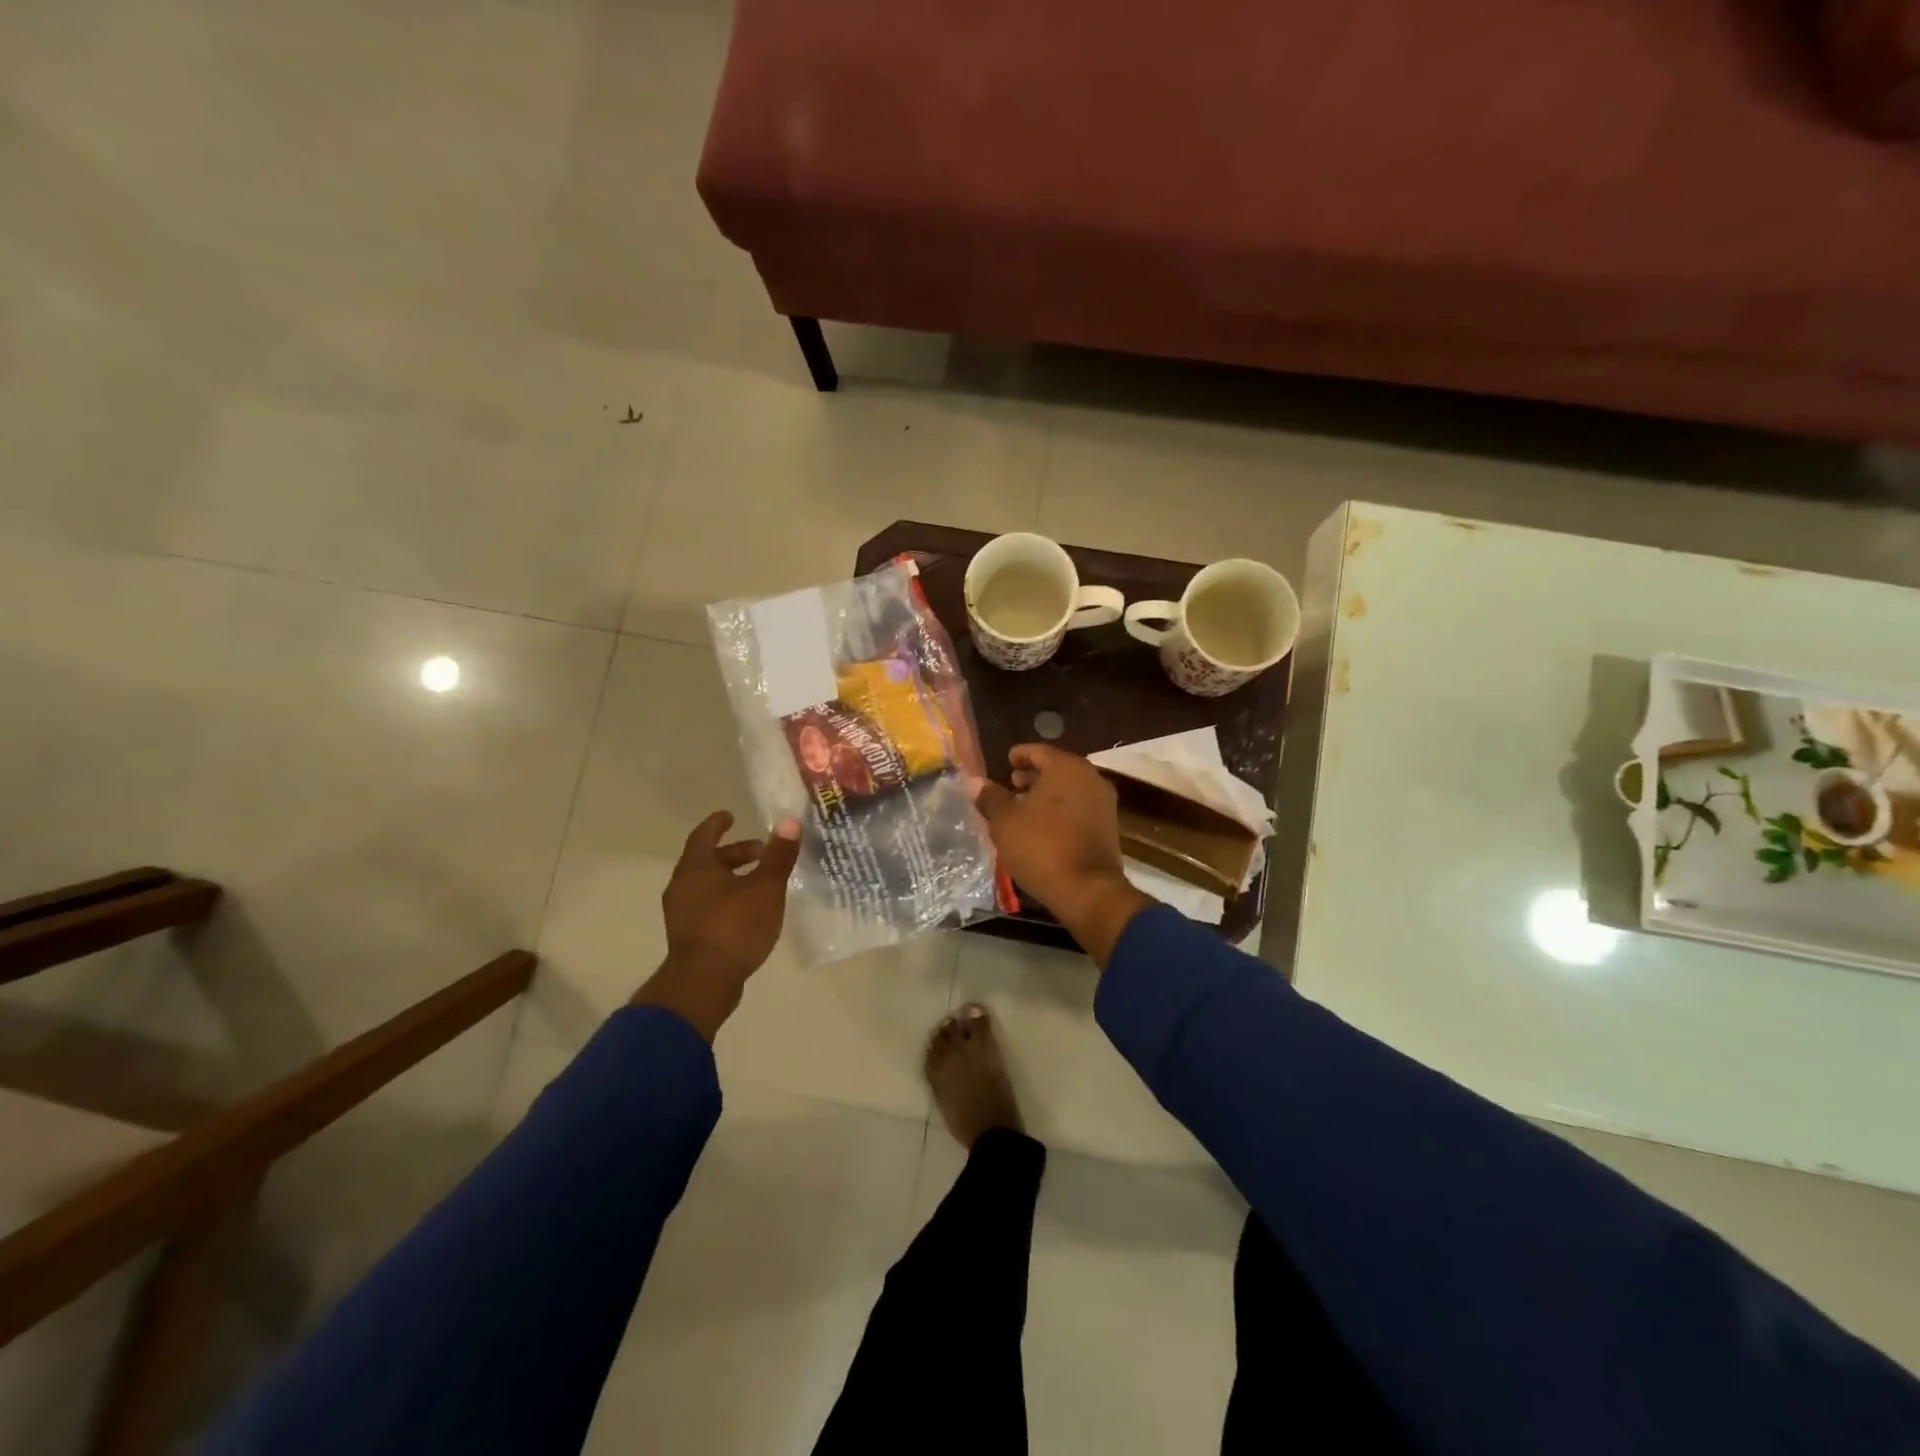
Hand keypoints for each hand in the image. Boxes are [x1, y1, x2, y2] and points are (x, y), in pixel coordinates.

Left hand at [632, 811, 801, 1040]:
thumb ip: (778, 856)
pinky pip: (707, 905)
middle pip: (707, 860)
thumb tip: (790, 823)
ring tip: (760, 881)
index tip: (731, 816)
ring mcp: (682, 913)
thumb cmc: (734, 926)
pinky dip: (727, 898)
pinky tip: (749, 909)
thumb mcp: (765, 888)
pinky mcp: (688, 936)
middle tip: (761, 852)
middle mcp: (682, 886)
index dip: (718, 824)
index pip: (704, 835)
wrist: (703, 982)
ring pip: (707, 884)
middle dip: (735, 853)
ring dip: (732, 877)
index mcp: (696, 868)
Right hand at [971, 745, 1152, 966]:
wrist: (1087, 890)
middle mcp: (1090, 778)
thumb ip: (991, 798)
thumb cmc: (1041, 846)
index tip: (1007, 761)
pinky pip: (1080, 807)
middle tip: (1012, 783)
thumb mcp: (1005, 822)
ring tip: (1023, 807)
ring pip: (1070, 789)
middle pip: (1057, 768)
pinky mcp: (1109, 827)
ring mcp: (1104, 803)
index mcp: (1066, 767)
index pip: (1039, 751)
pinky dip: (1061, 810)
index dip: (1020, 755)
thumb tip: (975, 782)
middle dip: (1034, 775)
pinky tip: (1043, 826)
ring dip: (1047, 794)